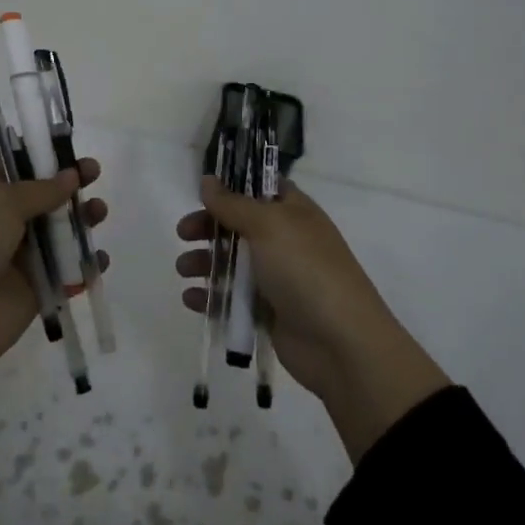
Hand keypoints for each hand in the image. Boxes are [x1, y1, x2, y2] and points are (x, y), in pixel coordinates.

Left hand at [0, 158, 108, 473]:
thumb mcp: (0, 202)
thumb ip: (41, 189)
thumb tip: (70, 175)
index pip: (12, 165)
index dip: (39, 155)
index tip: (68, 147)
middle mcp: (2, 221)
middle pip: (43, 196)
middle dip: (69, 184)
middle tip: (93, 174)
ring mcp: (19, 257)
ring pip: (58, 232)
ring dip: (81, 220)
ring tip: (98, 212)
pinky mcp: (36, 290)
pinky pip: (67, 273)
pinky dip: (85, 265)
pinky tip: (99, 259)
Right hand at [177, 176, 448, 463]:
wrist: (342, 344)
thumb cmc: (305, 269)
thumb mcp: (268, 225)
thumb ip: (233, 204)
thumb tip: (208, 180)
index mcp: (293, 212)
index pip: (260, 188)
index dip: (232, 187)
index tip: (202, 191)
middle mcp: (285, 240)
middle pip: (238, 225)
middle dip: (209, 227)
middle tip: (183, 234)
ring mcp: (277, 278)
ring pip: (232, 262)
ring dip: (205, 262)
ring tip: (183, 270)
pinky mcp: (268, 313)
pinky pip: (233, 299)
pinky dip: (211, 297)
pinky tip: (192, 299)